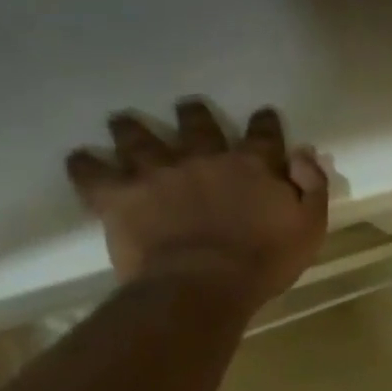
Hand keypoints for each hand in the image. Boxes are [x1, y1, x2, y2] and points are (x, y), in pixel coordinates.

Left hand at [66, 100, 328, 313]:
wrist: (203, 285)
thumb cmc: (264, 261)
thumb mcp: (309, 226)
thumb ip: (312, 186)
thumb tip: (303, 153)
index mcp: (253, 165)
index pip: (263, 134)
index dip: (264, 123)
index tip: (263, 114)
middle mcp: (205, 158)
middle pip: (198, 126)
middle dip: (194, 114)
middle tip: (188, 105)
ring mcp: (160, 173)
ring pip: (141, 140)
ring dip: (132, 129)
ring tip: (121, 120)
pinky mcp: (122, 196)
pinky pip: (95, 175)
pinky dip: (85, 165)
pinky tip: (79, 157)